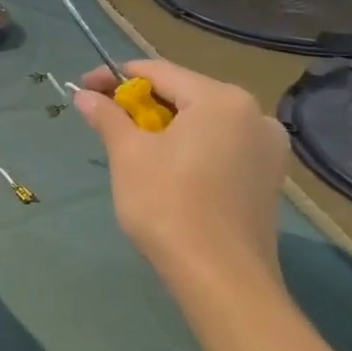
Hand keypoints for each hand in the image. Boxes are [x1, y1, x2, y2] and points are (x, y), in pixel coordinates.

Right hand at [72, 59, 289, 301]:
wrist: (222, 279)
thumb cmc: (168, 204)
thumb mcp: (128, 154)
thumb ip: (107, 115)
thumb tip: (85, 95)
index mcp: (221, 99)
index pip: (158, 71)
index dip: (114, 76)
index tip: (83, 88)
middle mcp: (253, 114)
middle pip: (183, 94)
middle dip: (139, 103)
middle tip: (103, 119)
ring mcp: (267, 148)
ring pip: (202, 122)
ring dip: (162, 126)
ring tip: (129, 146)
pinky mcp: (267, 178)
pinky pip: (219, 146)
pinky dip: (188, 147)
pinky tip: (164, 168)